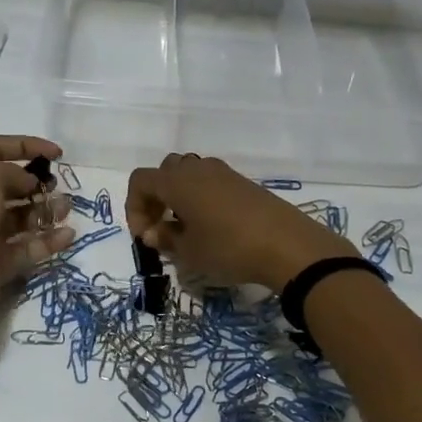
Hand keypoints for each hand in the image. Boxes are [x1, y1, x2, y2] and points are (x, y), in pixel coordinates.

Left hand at [0, 135, 74, 354]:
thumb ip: (12, 172)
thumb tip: (29, 183)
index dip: (25, 145)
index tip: (57, 153)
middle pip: (10, 186)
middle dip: (37, 183)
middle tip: (58, 187)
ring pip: (21, 218)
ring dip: (46, 211)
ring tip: (67, 210)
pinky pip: (28, 249)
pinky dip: (48, 241)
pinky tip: (68, 236)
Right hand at [125, 154, 354, 290]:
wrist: (287, 245)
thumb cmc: (228, 248)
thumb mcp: (189, 252)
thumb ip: (165, 238)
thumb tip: (153, 231)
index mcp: (177, 182)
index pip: (140, 181)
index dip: (134, 207)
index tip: (145, 235)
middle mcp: (197, 169)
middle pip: (164, 172)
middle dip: (155, 198)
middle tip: (160, 228)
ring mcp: (223, 173)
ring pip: (188, 174)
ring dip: (178, 196)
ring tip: (185, 227)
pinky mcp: (242, 182)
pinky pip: (210, 182)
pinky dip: (200, 198)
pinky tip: (210, 226)